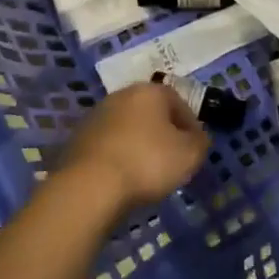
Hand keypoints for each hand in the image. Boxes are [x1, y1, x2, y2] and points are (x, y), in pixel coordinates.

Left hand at [62, 81, 208, 216]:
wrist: (89, 187)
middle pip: (151, 112)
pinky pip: (109, 145)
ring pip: (128, 127)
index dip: (191, 125)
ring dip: (139, 144)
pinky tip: (123, 177)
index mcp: (150, 91)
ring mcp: (96, 116)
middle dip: (163, 132)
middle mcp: (122, 95)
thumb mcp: (189, 155)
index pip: (179, 102)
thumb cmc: (147, 162)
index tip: (195, 147)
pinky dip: (118, 156)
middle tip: (172, 158)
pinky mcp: (78, 139)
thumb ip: (200, 142)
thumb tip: (198, 137)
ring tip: (147, 172)